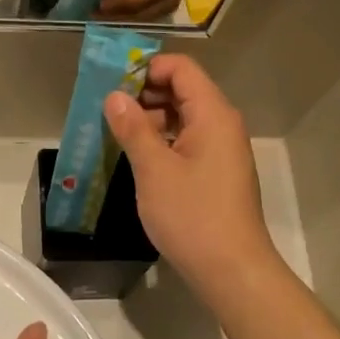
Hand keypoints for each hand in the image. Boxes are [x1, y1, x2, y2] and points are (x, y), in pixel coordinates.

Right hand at [105, 56, 274, 289]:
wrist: (232, 270)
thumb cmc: (193, 216)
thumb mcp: (154, 170)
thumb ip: (133, 128)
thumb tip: (115, 97)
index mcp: (213, 114)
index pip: (181, 69)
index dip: (147, 68)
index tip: (113, 84)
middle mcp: (222, 124)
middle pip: (183, 90)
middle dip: (145, 94)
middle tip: (107, 110)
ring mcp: (222, 150)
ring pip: (184, 118)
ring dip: (151, 119)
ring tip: (116, 134)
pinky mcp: (218, 172)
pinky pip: (188, 141)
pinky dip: (163, 141)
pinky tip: (138, 157)